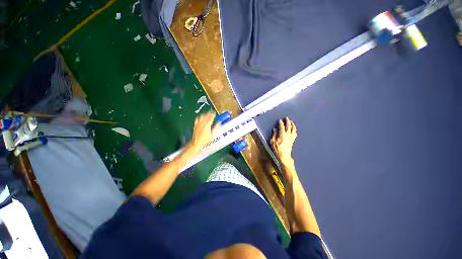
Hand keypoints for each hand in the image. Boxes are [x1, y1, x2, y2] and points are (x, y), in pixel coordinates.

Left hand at [190, 111, 219, 151]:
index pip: (210, 118)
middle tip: (212, 112)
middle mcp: (202, 123)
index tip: (214, 113)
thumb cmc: (205, 140)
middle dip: (209, 113)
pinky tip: (201, 117)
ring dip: (205, 114)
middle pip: (206, 116)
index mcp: (207, 125)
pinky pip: (197, 119)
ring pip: (201, 116)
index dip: (213, 114)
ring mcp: (198, 124)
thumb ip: (216, 128)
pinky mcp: (195, 126)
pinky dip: (200, 117)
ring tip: (207, 113)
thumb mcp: (212, 135)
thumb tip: (219, 123)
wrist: (196, 143)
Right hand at [271, 117, 296, 165]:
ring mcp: (291, 137)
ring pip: (293, 129)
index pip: (282, 126)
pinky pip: (295, 133)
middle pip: (288, 126)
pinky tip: (294, 129)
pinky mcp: (293, 140)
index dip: (281, 123)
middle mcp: (288, 134)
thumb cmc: (277, 149)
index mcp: (282, 134)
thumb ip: (274, 134)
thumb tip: (275, 129)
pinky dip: (295, 130)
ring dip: (292, 124)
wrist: (284, 155)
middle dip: (287, 121)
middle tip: (286, 118)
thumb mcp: (273, 141)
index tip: (280, 120)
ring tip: (291, 121)